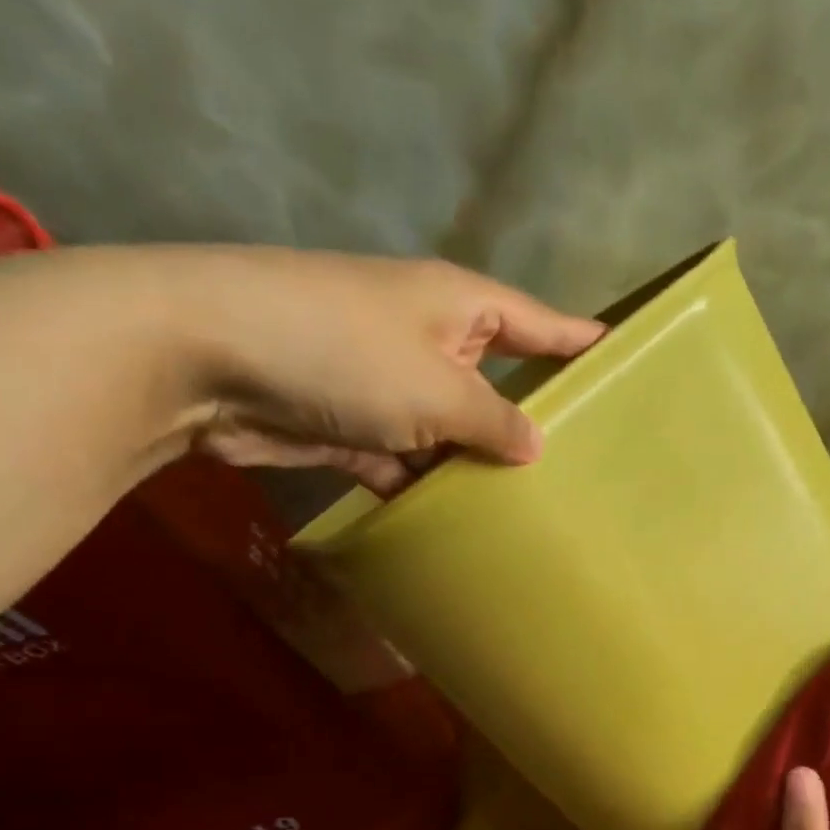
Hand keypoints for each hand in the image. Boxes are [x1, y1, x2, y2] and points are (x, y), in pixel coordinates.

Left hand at [179, 249, 603, 495]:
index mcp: (459, 306)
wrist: (205, 359)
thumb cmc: (344, 352)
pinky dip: (425, 488)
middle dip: (533, 422)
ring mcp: (388, 384)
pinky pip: (407, 461)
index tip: (623, 363)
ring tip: (532, 508)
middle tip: (587, 465)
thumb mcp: (438, 390)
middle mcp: (428, 339)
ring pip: (451, 430)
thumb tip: (536, 447)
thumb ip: (495, 423)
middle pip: (497, 383)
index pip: (538, 323)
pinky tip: (458, 523)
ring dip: (476, 465)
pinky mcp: (353, 426)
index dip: (579, 342)